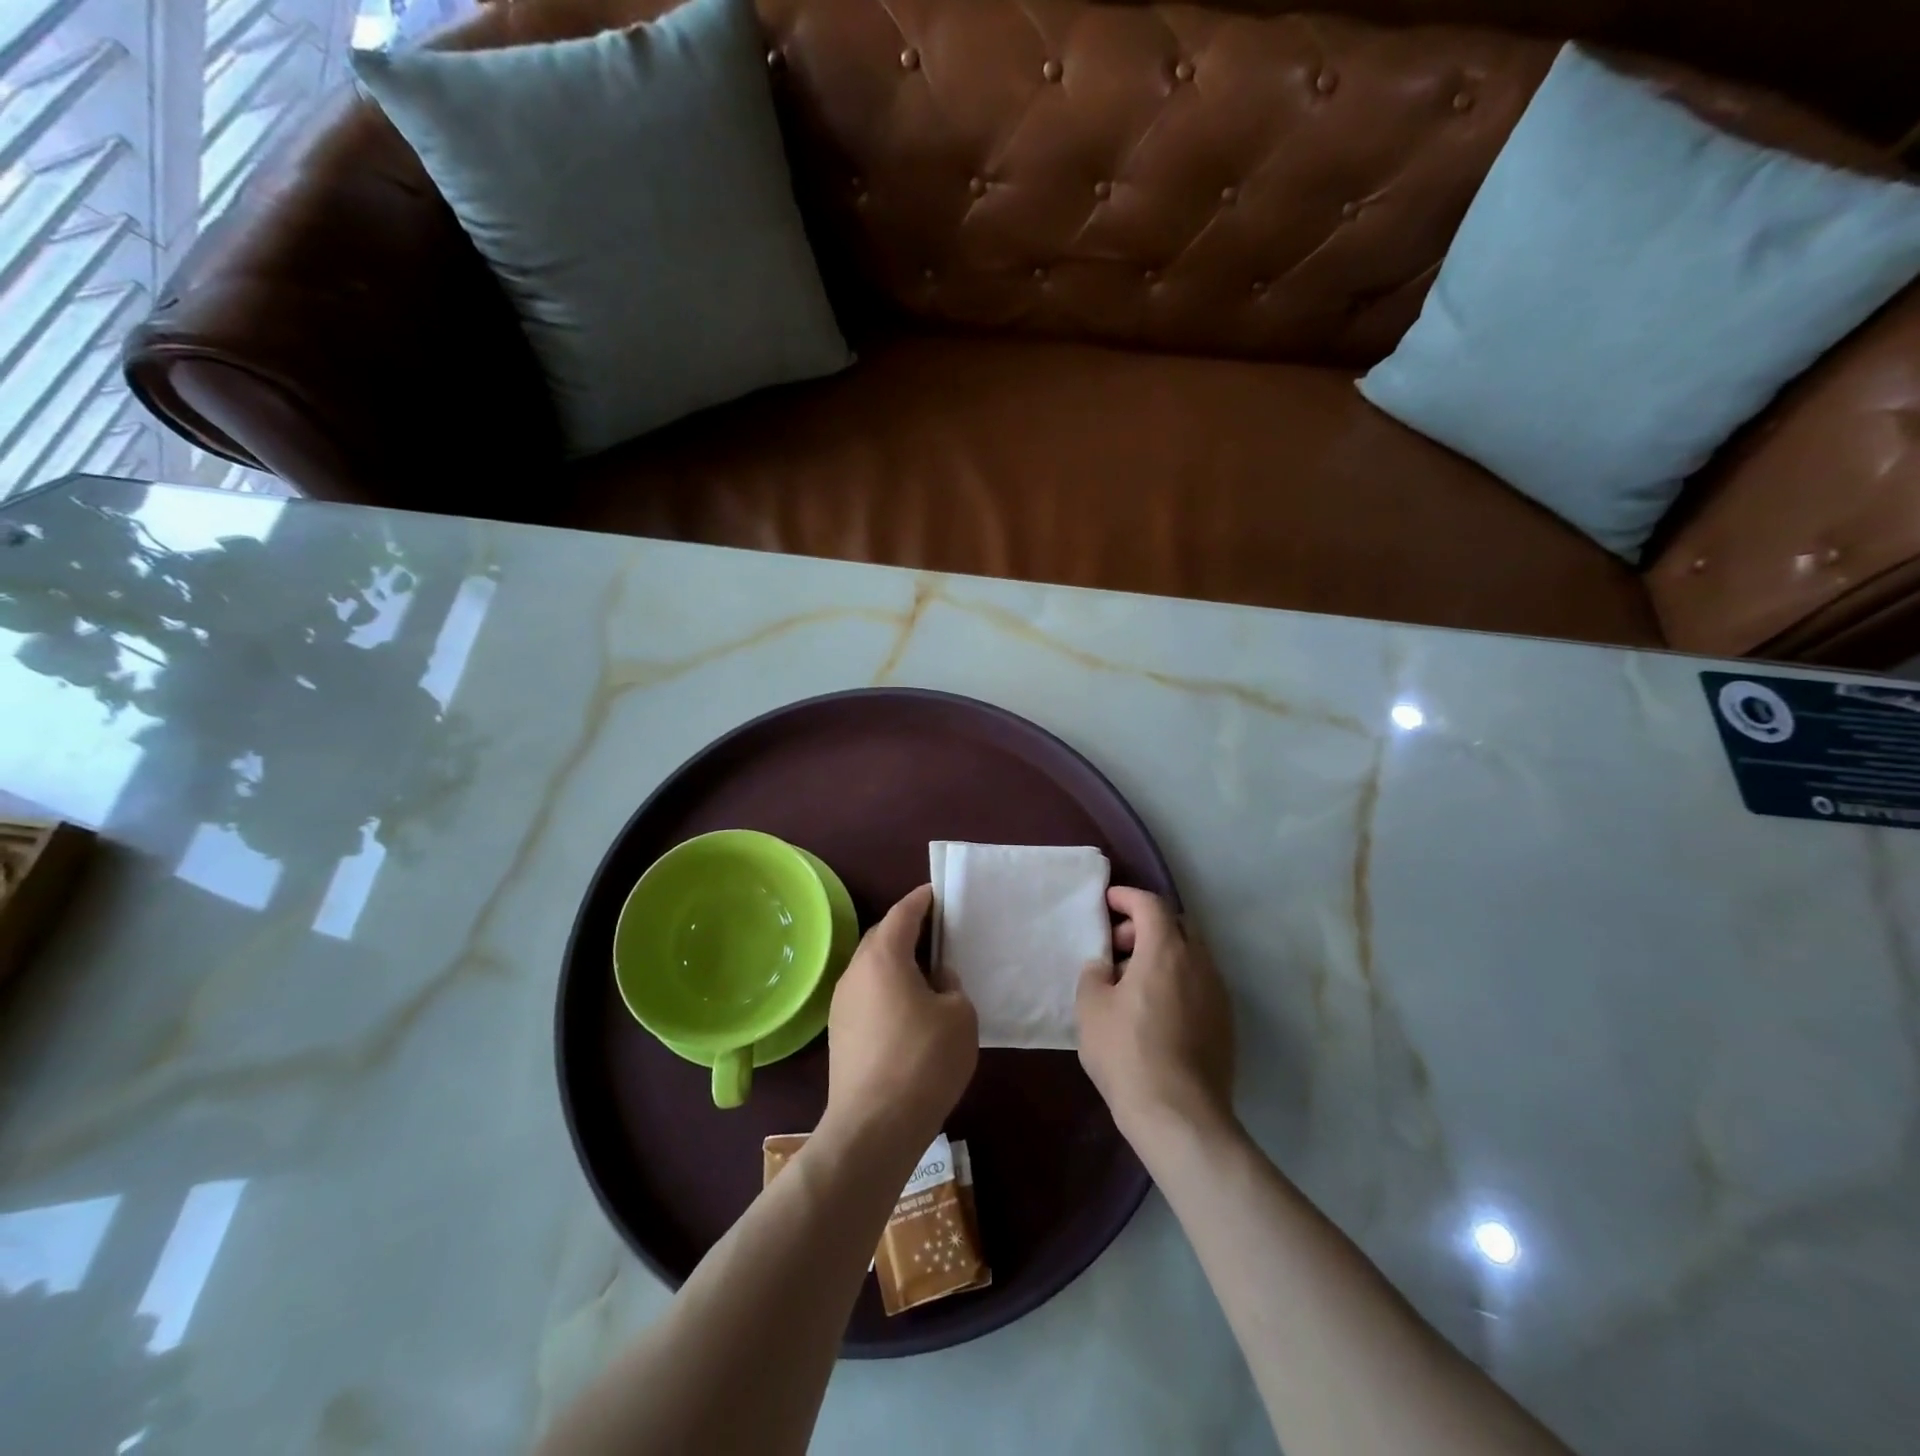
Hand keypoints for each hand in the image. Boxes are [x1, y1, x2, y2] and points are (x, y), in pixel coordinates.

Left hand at [825, 884, 977, 1150]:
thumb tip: (935, 979)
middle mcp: (855, 971)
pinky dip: (887, 990)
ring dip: (896, 963)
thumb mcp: (959, 1015)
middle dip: (907, 930)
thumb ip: (951, 985)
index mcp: (884, 956)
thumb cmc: (923, 1060)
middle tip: (937, 934)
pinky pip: (867, 994)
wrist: (873, 1126)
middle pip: (882, 936)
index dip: (922, 899)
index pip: (903, 912)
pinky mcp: (839, 1033)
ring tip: (926, 974)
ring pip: (872, 968)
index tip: (938, 893)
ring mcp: (841, 1003)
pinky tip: (908, 1010)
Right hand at [1077, 887, 1235, 1147]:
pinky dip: (1176, 981)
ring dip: (1162, 956)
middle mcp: (1199, 963)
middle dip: (1146, 926)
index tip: (1108, 901)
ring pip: (1190, 956)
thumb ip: (1094, 974)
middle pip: (1176, 926)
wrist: (1180, 1116)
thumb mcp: (1091, 1008)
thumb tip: (1106, 967)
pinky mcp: (1225, 1024)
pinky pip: (1198, 984)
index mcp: (1166, 950)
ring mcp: (1218, 994)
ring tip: (1132, 982)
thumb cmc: (1127, 1053)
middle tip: (1118, 946)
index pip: (1151, 905)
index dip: (1127, 898)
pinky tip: (1154, 1010)